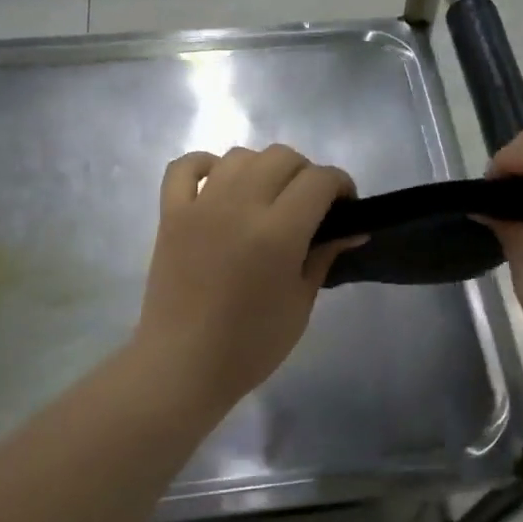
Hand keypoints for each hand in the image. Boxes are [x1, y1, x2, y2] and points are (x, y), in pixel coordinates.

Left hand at [134, 144, 357, 414]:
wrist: (183, 366)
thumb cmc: (251, 345)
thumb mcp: (300, 304)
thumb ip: (324, 256)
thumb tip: (352, 229)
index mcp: (278, 232)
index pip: (319, 180)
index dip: (341, 185)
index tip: (346, 207)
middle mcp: (239, 206)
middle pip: (282, 157)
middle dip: (306, 173)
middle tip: (310, 206)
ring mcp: (200, 206)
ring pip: (239, 155)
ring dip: (263, 168)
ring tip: (267, 198)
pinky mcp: (170, 214)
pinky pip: (185, 167)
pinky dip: (205, 165)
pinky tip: (219, 185)